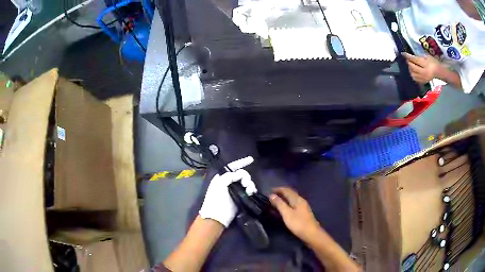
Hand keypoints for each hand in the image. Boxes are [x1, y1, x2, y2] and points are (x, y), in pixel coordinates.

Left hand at [199, 156, 256, 226]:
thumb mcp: (220, 184)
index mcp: (222, 177)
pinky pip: (249, 190)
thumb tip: (239, 174)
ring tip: (249, 191)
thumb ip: (229, 176)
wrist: (217, 217)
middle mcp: (229, 182)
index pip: (232, 167)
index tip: (251, 160)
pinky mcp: (241, 197)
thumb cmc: (216, 200)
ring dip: (250, 184)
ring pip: (247, 182)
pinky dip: (251, 190)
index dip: (241, 162)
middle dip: (246, 177)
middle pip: (242, 174)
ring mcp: (235, 190)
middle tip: (246, 184)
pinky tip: (251, 193)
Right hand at [269, 187, 320, 242]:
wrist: (311, 234)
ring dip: (284, 198)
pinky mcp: (303, 213)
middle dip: (281, 193)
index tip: (269, 190)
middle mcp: (301, 201)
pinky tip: (284, 208)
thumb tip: (272, 195)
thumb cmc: (298, 223)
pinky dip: (287, 204)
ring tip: (276, 201)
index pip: (287, 190)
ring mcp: (303, 207)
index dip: (278, 189)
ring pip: (292, 199)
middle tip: (271, 195)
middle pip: (290, 194)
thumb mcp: (287, 214)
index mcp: (297, 199)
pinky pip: (293, 204)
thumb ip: (279, 204)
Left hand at [402, 52, 440, 83]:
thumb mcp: (427, 56)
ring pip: (413, 74)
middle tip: (407, 59)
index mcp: (425, 64)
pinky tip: (413, 71)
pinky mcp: (423, 82)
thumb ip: (419, 57)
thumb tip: (411, 56)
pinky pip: (415, 79)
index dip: (408, 56)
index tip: (403, 53)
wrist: (439, 71)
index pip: (414, 60)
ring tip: (410, 65)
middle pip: (413, 67)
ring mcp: (423, 78)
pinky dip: (413, 74)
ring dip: (410, 69)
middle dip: (408, 62)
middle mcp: (424, 72)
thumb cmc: (433, 62)